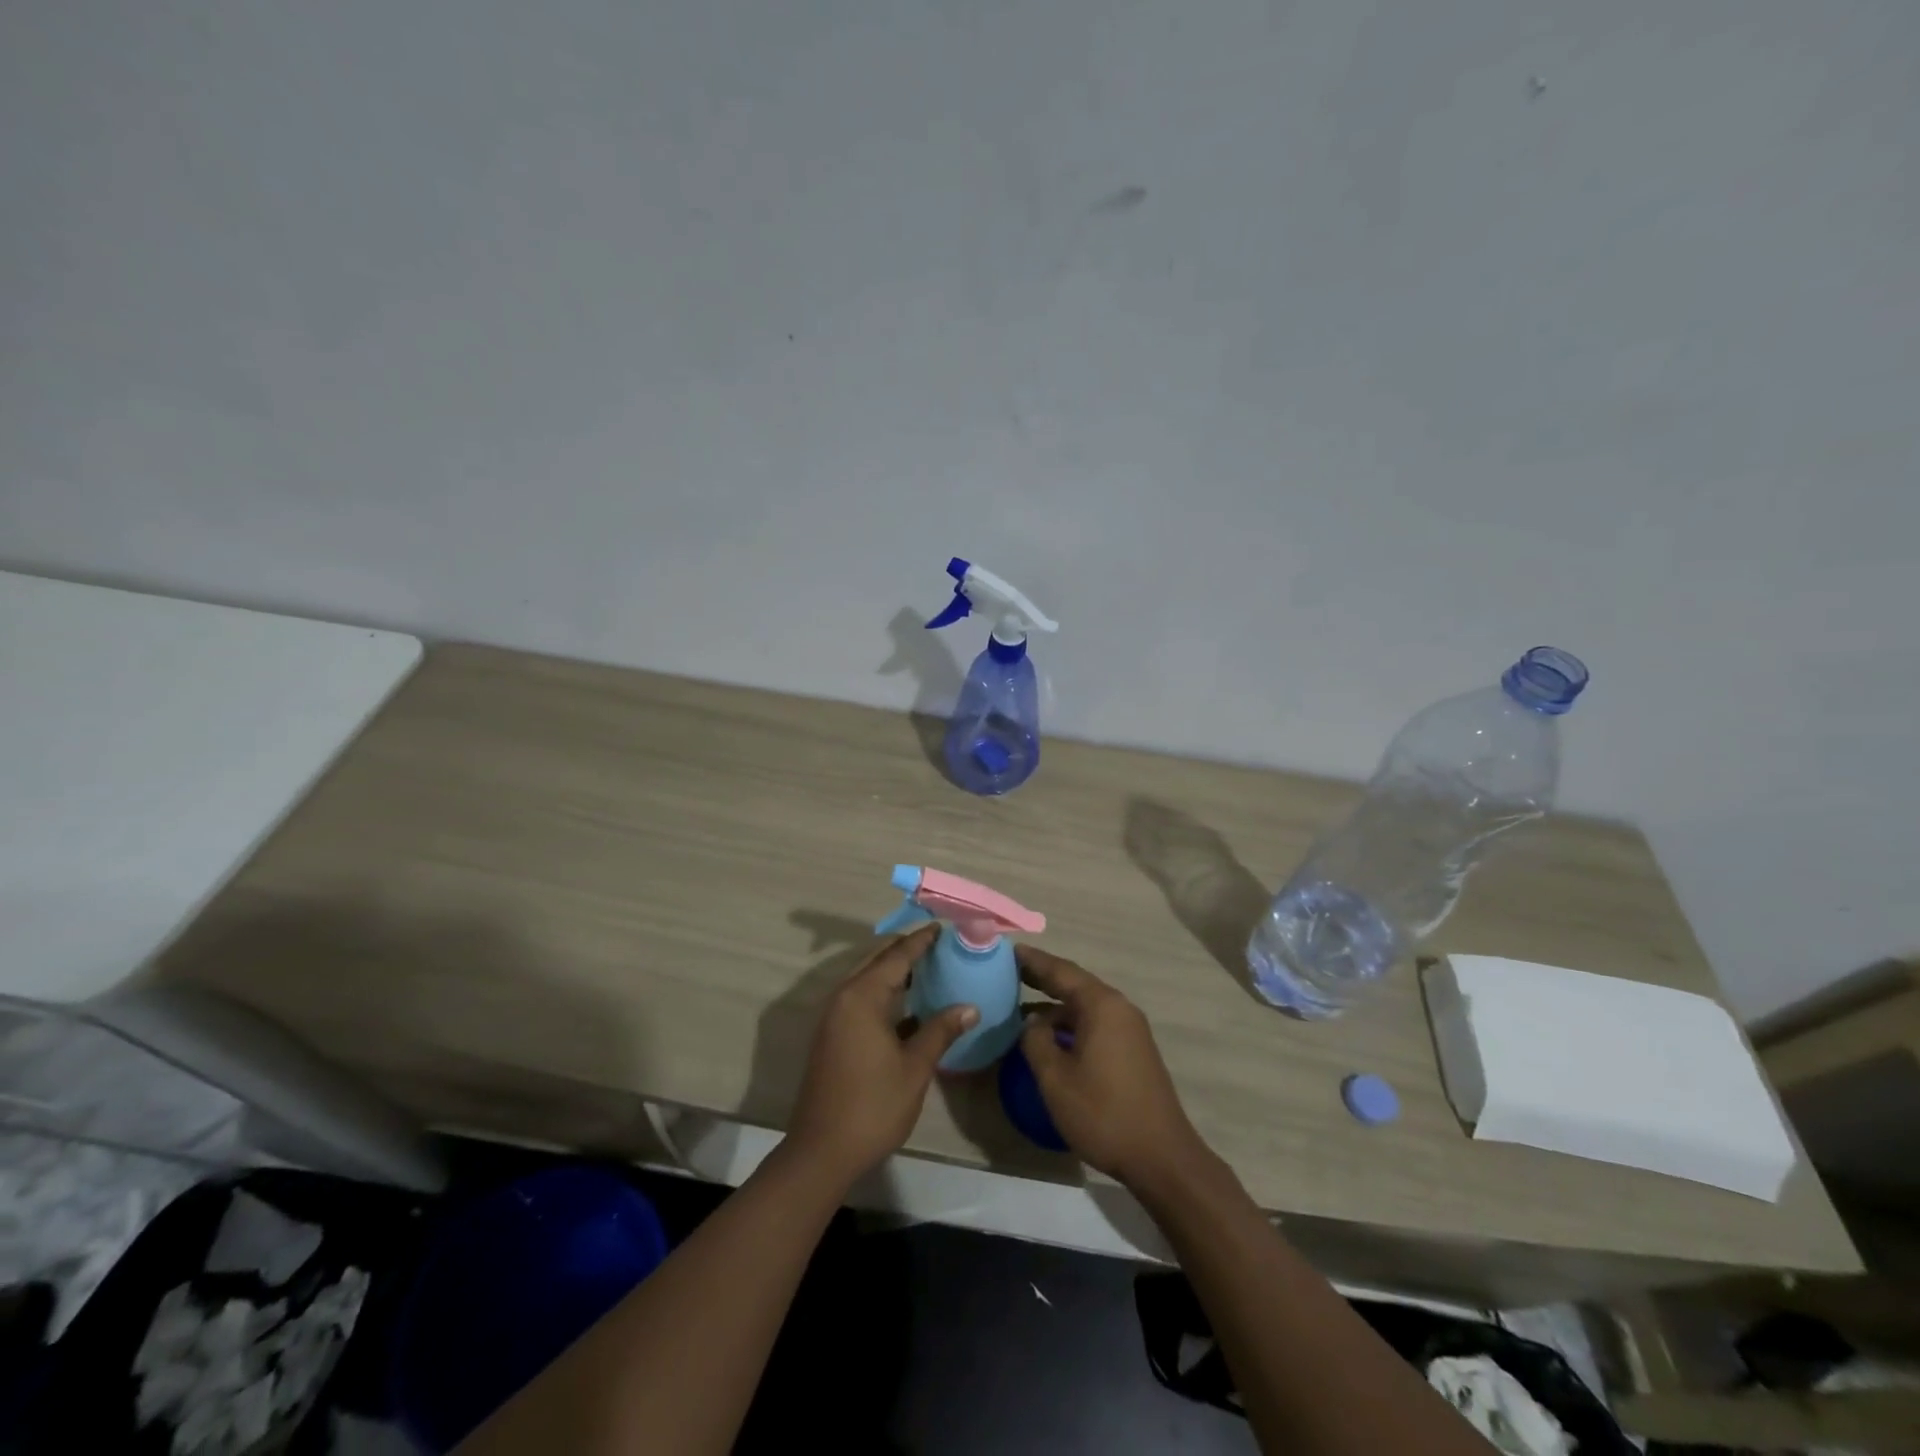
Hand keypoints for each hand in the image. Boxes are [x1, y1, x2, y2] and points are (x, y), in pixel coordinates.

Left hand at [786, 925, 977, 1186]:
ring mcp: (834, 1017)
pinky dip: (883, 991)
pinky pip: (860, 998)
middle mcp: (844, 997)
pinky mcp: (832, 1035)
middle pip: (878, 961)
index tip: (942, 927)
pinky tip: (907, 1003)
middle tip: (938, 943)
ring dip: (893, 970)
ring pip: (867, 979)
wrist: (822, 1151)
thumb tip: (970, 1007)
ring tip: (927, 966)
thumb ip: (941, 1030)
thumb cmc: (873, 1105)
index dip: (921, 941)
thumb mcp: (915, 1067)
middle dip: (906, 949)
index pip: (897, 956)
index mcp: (862, 996)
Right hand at [1017, 945, 1206, 1190]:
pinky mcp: (1133, 1049)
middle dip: (1042, 977)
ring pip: (1085, 1005)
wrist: (1161, 1157)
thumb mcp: (1056, 1079)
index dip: (1032, 960)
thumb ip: (1036, 1041)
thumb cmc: (1103, 1113)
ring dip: (1055, 1004)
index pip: (1060, 971)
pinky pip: (1095, 1022)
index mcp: (1101, 1005)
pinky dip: (1070, 1022)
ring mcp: (1129, 1029)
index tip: (1007, 950)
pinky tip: (1050, 1037)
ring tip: (1020, 1005)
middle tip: (1008, 972)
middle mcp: (1118, 1007)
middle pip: (1074, 983)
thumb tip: (1031, 1021)